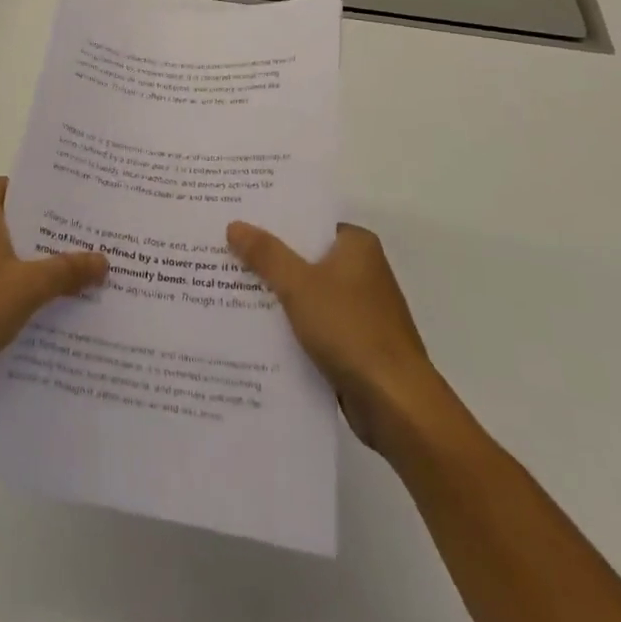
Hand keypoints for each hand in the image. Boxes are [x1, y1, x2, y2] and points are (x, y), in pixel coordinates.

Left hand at [0, 177, 106, 417]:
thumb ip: (67, 271)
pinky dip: (11, 288)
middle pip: (8, 221)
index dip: (37, 190)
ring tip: (70, 274)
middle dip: (43, 231)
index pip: (9, 185)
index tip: (70, 201)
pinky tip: (39, 309)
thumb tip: (104, 260)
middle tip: (83, 238)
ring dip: (29, 264)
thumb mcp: (27, 288)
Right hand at [226, 220, 451, 456]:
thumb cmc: (351, 329)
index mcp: (357, 245)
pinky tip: (255, 327)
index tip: (238, 218)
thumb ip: (266, 254)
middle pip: (306, 255)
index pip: (308, 221)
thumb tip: (235, 224)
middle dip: (269, 258)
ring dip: (277, 294)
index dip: (273, 219)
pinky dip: (291, 324)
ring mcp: (360, 308)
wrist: (396, 404)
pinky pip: (314, 322)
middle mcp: (362, 270)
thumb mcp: (300, 285)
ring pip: (308, 291)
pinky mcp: (355, 342)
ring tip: (229, 286)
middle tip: (224, 250)